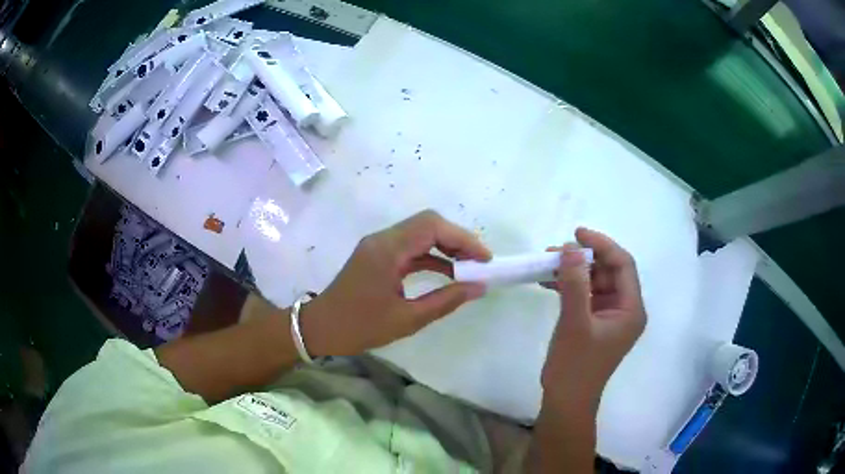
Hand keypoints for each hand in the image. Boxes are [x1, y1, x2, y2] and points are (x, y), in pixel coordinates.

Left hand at [301, 210, 490, 356]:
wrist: (319, 328)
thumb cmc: (359, 327)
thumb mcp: (407, 319)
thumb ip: (445, 301)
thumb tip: (478, 287)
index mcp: (387, 250)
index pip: (432, 227)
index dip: (463, 239)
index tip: (484, 260)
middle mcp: (383, 239)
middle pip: (428, 224)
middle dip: (458, 240)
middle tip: (479, 263)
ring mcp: (379, 246)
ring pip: (420, 234)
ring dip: (446, 247)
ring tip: (469, 268)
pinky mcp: (378, 255)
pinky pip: (411, 247)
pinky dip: (432, 256)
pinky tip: (448, 273)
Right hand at [541, 228, 645, 410]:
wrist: (566, 401)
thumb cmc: (575, 366)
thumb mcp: (574, 322)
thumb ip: (574, 283)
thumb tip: (570, 247)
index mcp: (631, 309)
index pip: (623, 264)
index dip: (602, 245)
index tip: (576, 233)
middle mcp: (625, 309)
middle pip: (609, 271)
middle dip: (583, 258)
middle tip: (555, 251)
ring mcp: (610, 316)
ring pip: (595, 282)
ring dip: (573, 271)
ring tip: (547, 263)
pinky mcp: (595, 322)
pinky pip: (585, 295)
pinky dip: (569, 286)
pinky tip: (548, 281)